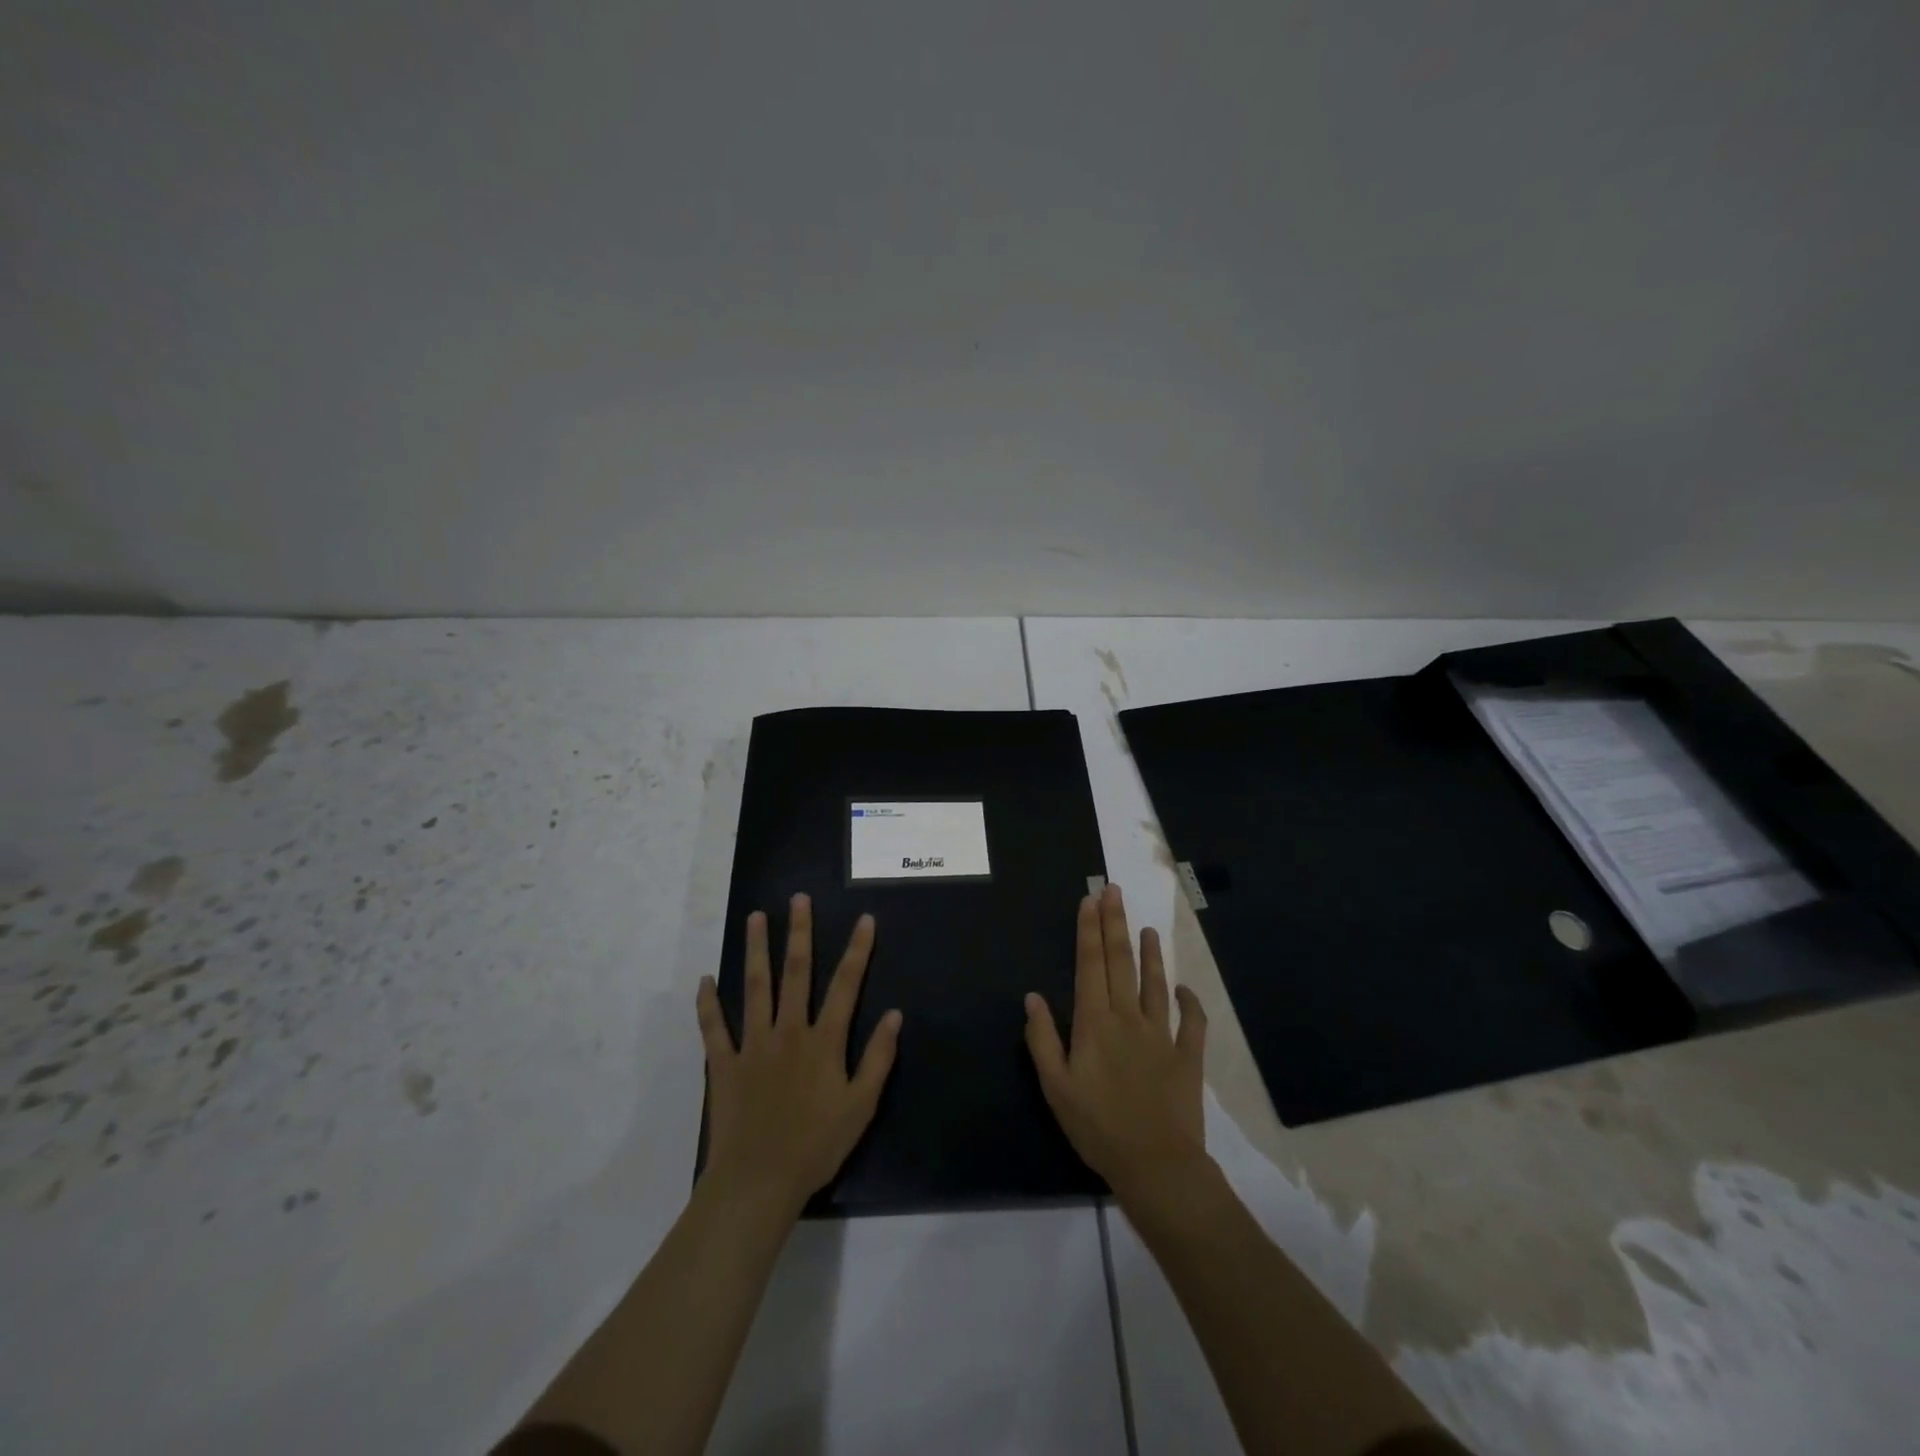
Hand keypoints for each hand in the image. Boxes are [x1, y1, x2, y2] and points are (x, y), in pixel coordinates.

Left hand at [697, 894, 902, 1217]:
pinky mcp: (724, 1064)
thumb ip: (878, 1058)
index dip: (857, 950)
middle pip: (795, 973)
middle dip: (798, 933)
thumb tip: (894, 1015)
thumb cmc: (816, 1145)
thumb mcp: (861, 1106)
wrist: (757, 1182)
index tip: (864, 919)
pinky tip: (705, 980)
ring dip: (755, 950)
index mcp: (823, 1041)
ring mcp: (752, 1045)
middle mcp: (788, 1031)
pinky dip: (708, 1004)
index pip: (845, 985)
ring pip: (754, 988)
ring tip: (755, 918)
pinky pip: (713, 1028)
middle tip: (798, 899)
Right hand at [1024, 884, 1208, 1203]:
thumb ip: (1043, 1039)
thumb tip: (1032, 996)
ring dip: (1150, 954)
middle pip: (1120, 962)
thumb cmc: (1097, 1127)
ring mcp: (1161, 1035)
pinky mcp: (1187, 1056)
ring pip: (1154, 983)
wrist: (1156, 1165)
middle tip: (1113, 891)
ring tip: (1147, 928)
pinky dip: (1189, 1002)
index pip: (1090, 965)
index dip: (1089, 930)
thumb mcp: (1055, 1087)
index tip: (1090, 900)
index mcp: (1094, 1023)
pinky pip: (1192, 1022)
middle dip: (1115, 924)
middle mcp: (1128, 1018)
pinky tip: (1183, 987)